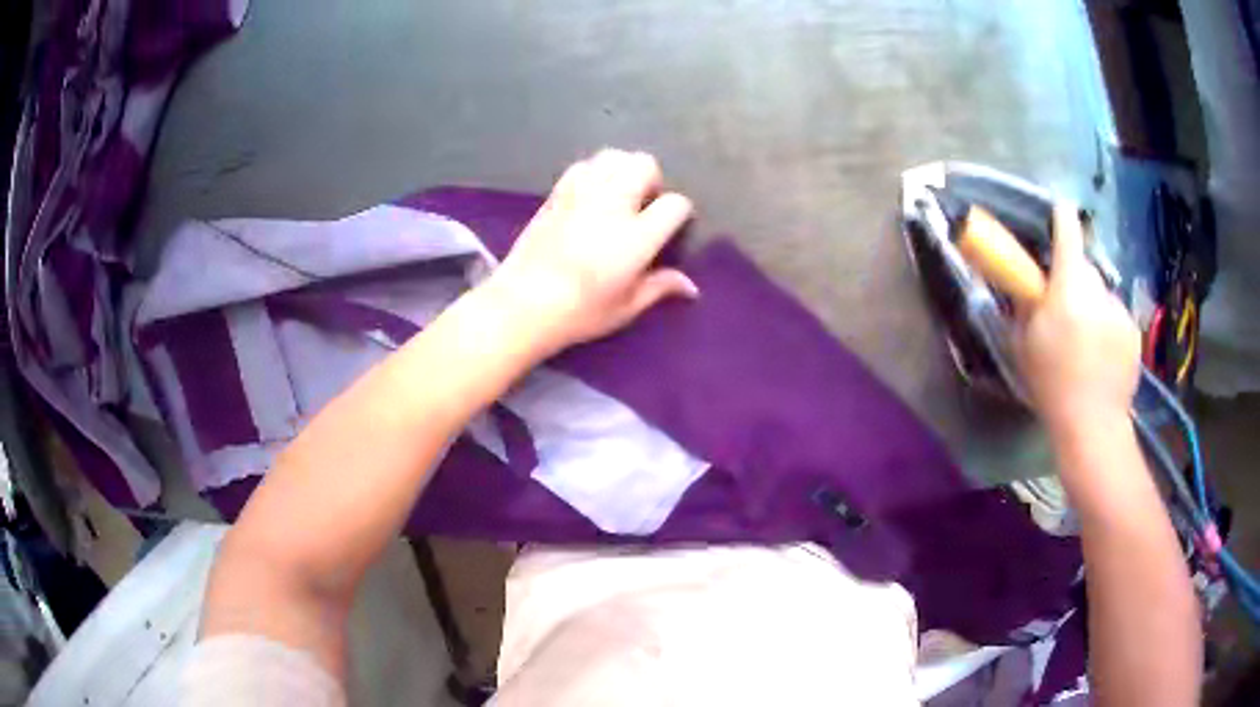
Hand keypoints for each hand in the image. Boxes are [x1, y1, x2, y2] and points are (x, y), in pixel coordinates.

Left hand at [487, 149, 697, 353]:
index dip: (679, 213)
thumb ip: (660, 288)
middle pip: (645, 164)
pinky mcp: (557, 193)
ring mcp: (582, 194)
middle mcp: (612, 205)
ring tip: (619, 194)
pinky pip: (583, 165)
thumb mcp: (625, 308)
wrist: (521, 304)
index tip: (672, 227)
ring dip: (623, 169)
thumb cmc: (579, 313)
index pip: (674, 204)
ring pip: (614, 156)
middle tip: (644, 206)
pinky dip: (594, 172)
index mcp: (636, 237)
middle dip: (652, 180)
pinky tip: (591, 194)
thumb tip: (691, 286)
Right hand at [1017, 203, 1140, 435]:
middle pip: (1084, 268)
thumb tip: (1027, 283)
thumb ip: (1026, 305)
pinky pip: (1116, 316)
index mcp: (1069, 286)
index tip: (1059, 212)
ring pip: (1102, 294)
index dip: (1062, 217)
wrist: (1093, 423)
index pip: (1068, 231)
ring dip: (1093, 305)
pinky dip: (1108, 327)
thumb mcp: (1024, 343)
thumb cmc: (1051, 383)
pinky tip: (1103, 357)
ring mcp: (1120, 309)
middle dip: (1074, 279)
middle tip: (1064, 309)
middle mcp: (1099, 288)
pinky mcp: (1133, 330)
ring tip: (1086, 343)